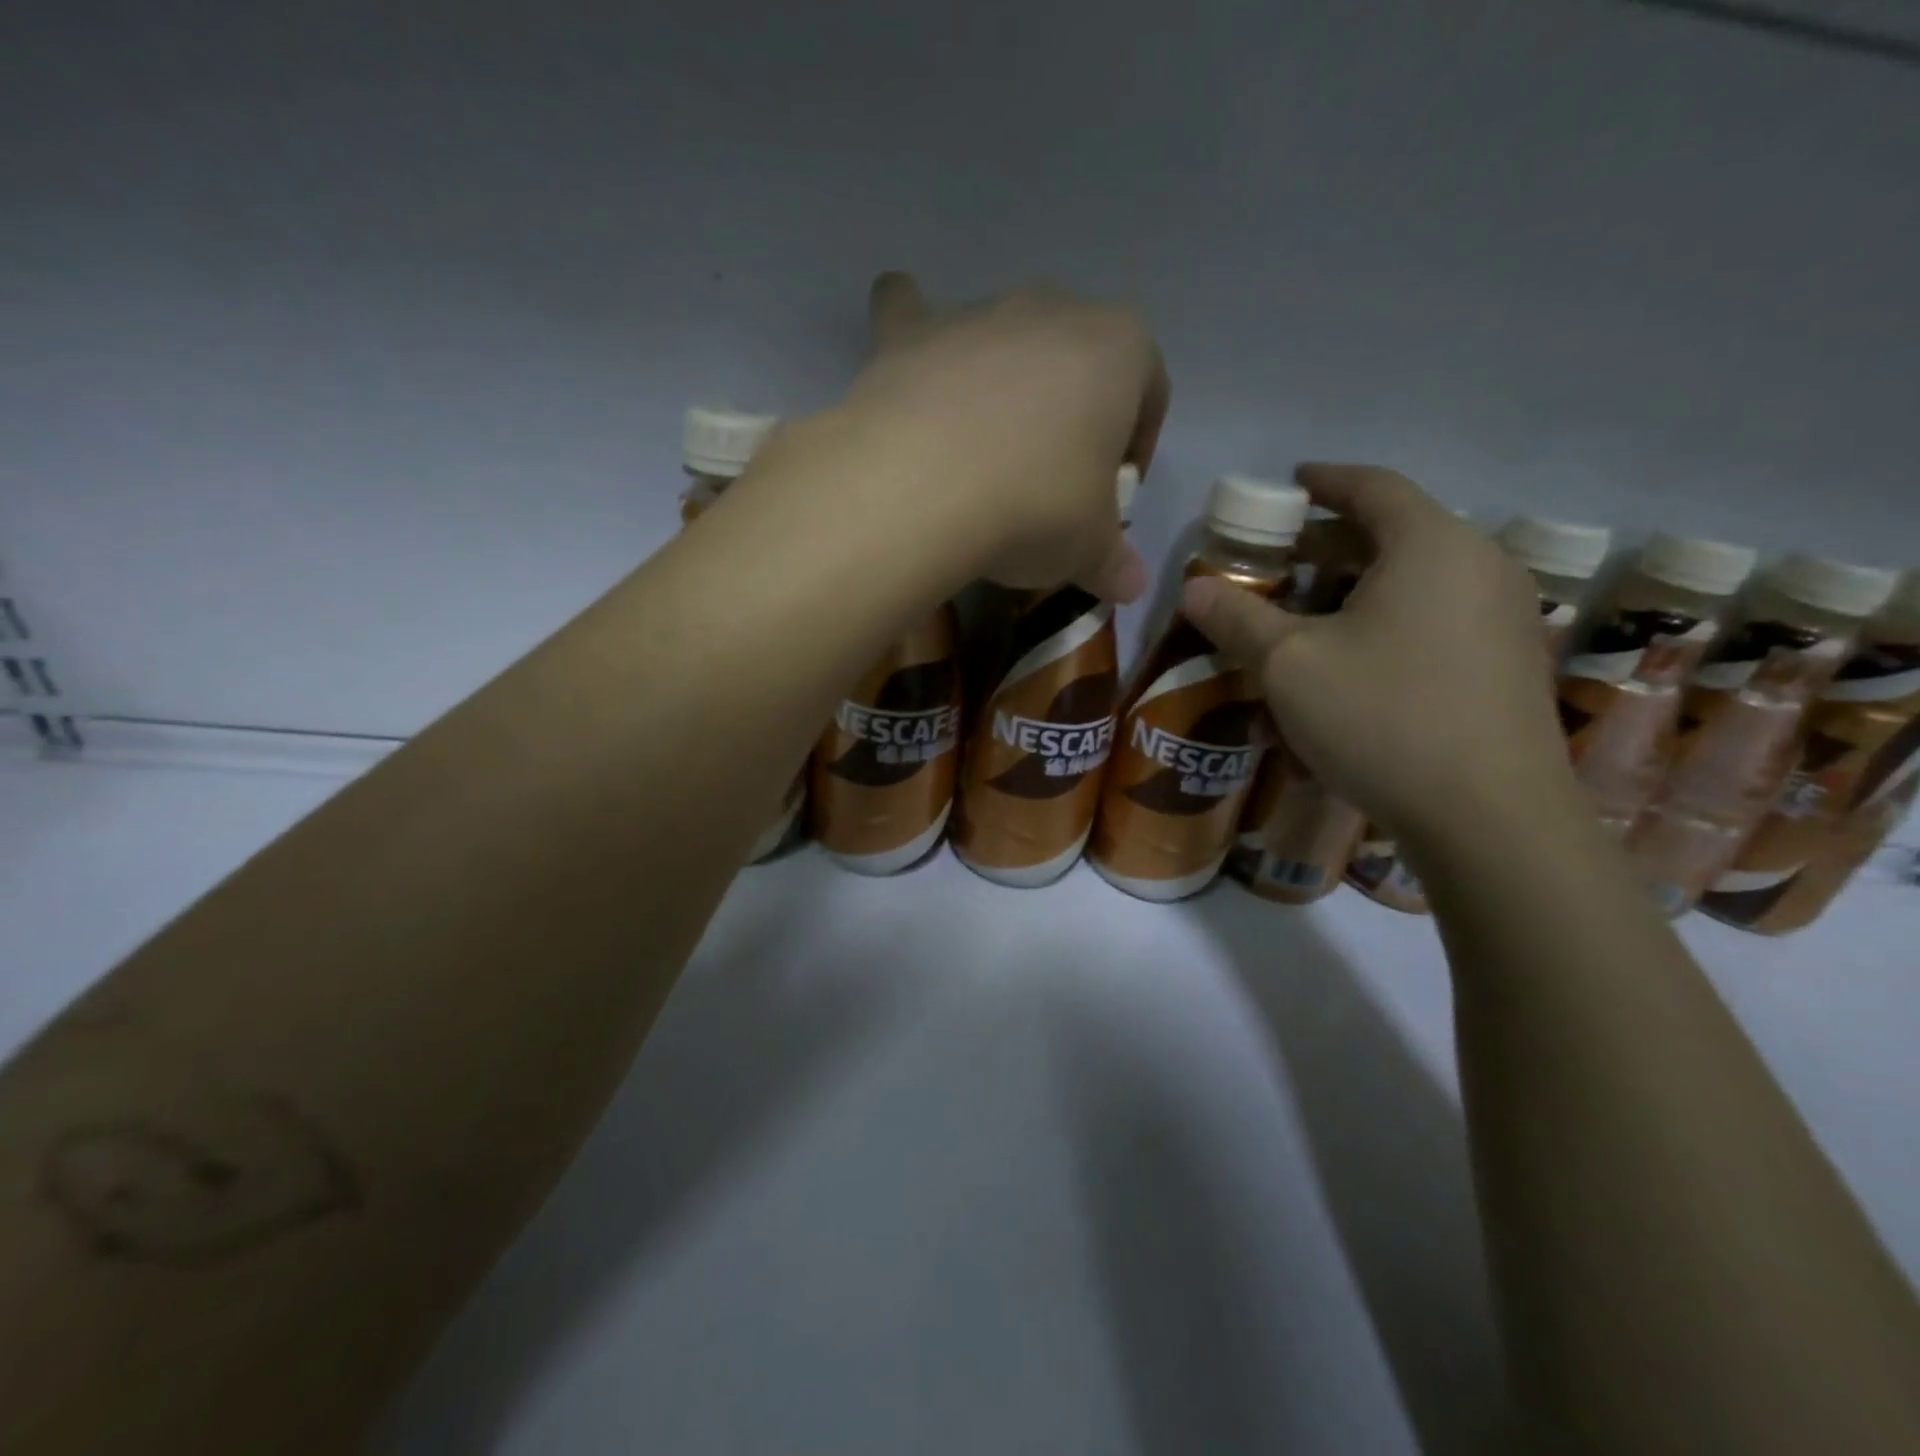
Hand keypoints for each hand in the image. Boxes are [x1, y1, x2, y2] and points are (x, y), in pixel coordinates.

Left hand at [836, 272, 1169, 601]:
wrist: (925, 489)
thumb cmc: (1036, 508)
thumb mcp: (1088, 549)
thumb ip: (1114, 563)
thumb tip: (1132, 587)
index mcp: (1120, 349)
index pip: (1149, 390)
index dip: (1137, 444)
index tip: (1114, 493)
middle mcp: (1052, 311)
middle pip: (1075, 361)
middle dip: (1070, 413)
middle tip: (1049, 480)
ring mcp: (977, 315)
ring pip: (1000, 338)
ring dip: (1000, 381)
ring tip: (981, 448)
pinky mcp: (910, 333)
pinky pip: (911, 314)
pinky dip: (912, 330)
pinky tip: (906, 361)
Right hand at [1182, 464, 1578, 844]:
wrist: (1490, 817)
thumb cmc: (1382, 717)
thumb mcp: (1289, 665)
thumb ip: (1238, 619)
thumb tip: (1194, 588)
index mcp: (1431, 546)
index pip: (1374, 487)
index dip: (1326, 481)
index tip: (1293, 482)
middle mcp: (1480, 568)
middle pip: (1396, 535)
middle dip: (1332, 545)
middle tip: (1283, 560)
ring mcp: (1505, 619)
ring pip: (1416, 586)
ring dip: (1357, 594)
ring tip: (1309, 622)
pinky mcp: (1508, 667)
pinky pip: (1437, 626)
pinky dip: (1389, 630)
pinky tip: (1353, 675)